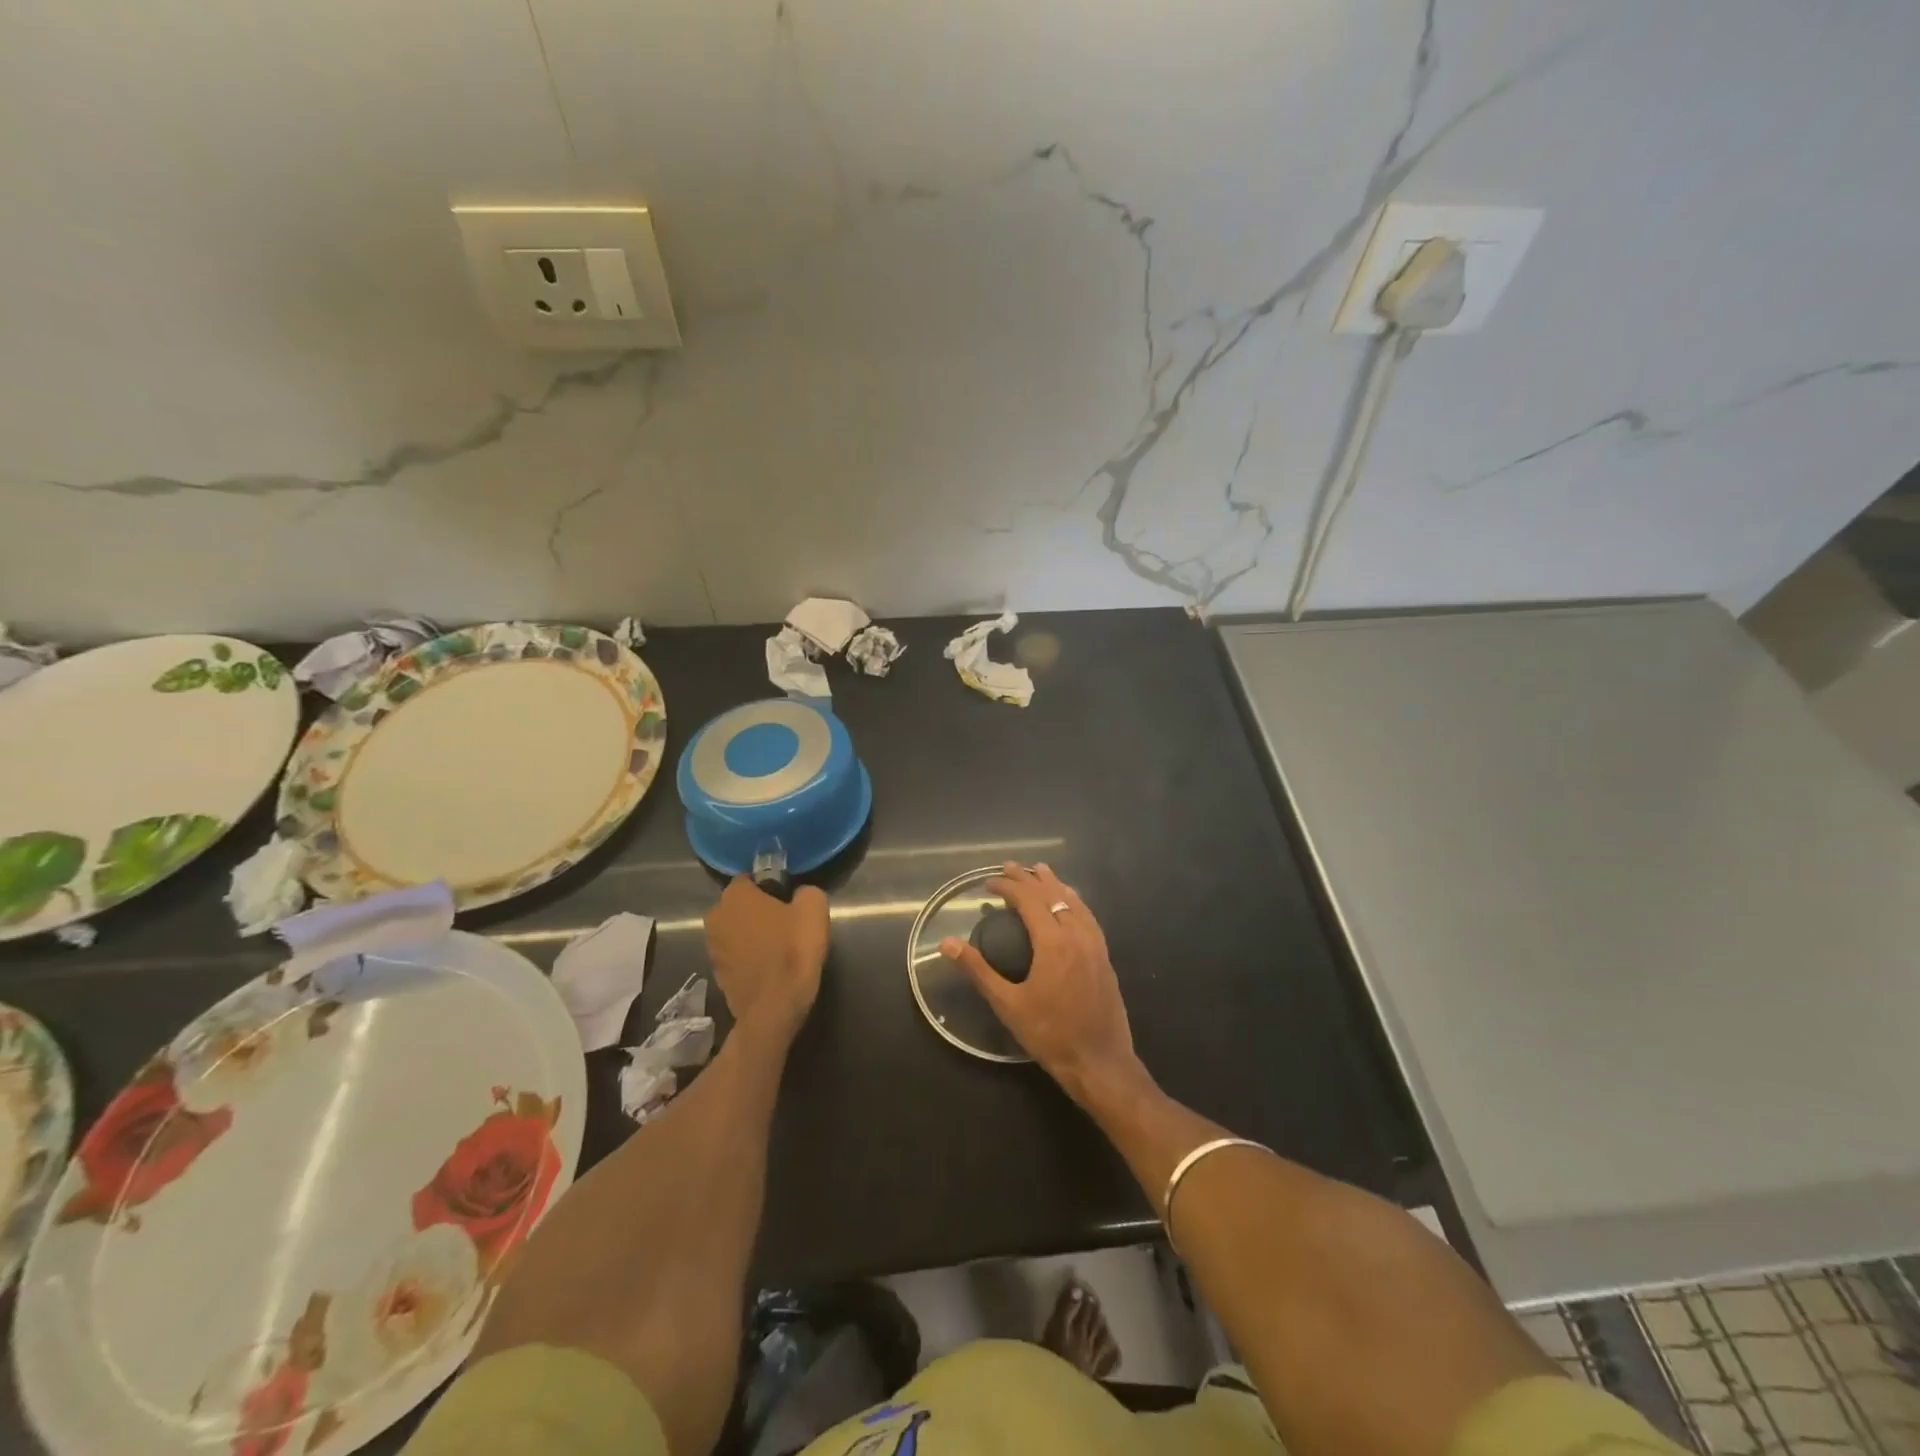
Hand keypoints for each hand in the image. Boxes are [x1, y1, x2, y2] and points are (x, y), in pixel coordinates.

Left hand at [704, 878, 829, 1039]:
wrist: (775, 1007)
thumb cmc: (793, 950)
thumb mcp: (814, 909)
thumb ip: (805, 892)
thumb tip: (799, 895)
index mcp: (735, 895)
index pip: (750, 879)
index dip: (771, 887)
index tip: (788, 901)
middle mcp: (715, 917)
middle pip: (740, 906)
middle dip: (758, 911)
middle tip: (786, 923)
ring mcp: (712, 948)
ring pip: (736, 931)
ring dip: (752, 935)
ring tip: (778, 948)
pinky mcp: (716, 974)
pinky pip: (735, 956)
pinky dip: (748, 958)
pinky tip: (769, 968)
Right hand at [939, 863, 1145, 1107]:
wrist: (1099, 1062)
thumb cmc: (1049, 1034)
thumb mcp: (1008, 1004)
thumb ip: (979, 970)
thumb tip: (947, 943)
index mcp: (1053, 943)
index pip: (1028, 901)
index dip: (1008, 887)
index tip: (988, 883)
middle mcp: (1077, 935)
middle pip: (1052, 895)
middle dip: (1029, 878)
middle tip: (1009, 867)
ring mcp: (1095, 945)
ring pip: (1074, 902)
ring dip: (1054, 884)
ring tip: (1040, 870)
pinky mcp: (1104, 956)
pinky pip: (1088, 916)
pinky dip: (1074, 900)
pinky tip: (1070, 901)